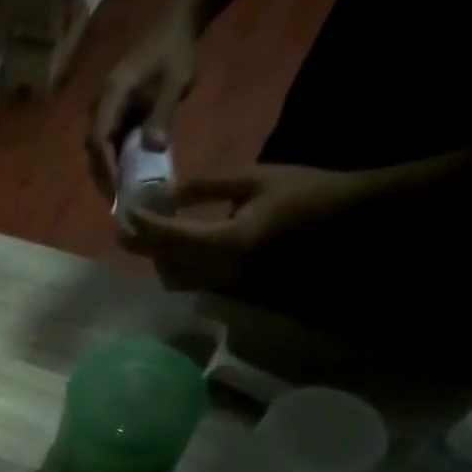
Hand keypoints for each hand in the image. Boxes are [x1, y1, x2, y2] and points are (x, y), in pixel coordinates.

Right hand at [87, 14, 198, 194]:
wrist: (176, 25)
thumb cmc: (176, 51)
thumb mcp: (176, 82)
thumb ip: (163, 114)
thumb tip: (153, 148)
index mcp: (111, 96)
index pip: (100, 139)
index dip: (107, 167)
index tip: (117, 189)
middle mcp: (101, 106)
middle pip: (95, 149)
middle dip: (105, 176)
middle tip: (118, 202)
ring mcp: (106, 111)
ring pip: (99, 150)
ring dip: (108, 173)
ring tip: (121, 195)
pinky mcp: (114, 115)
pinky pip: (109, 144)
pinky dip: (115, 162)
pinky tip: (126, 178)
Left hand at [120, 163, 365, 294]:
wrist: (347, 223)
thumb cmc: (305, 193)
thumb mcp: (255, 180)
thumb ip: (208, 187)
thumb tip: (169, 193)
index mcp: (225, 242)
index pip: (169, 237)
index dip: (143, 226)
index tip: (124, 214)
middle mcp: (219, 272)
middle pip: (165, 264)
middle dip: (143, 247)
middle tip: (125, 230)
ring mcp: (226, 286)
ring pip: (176, 279)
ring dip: (158, 260)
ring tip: (148, 238)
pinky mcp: (233, 291)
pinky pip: (193, 283)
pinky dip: (177, 267)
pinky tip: (175, 249)